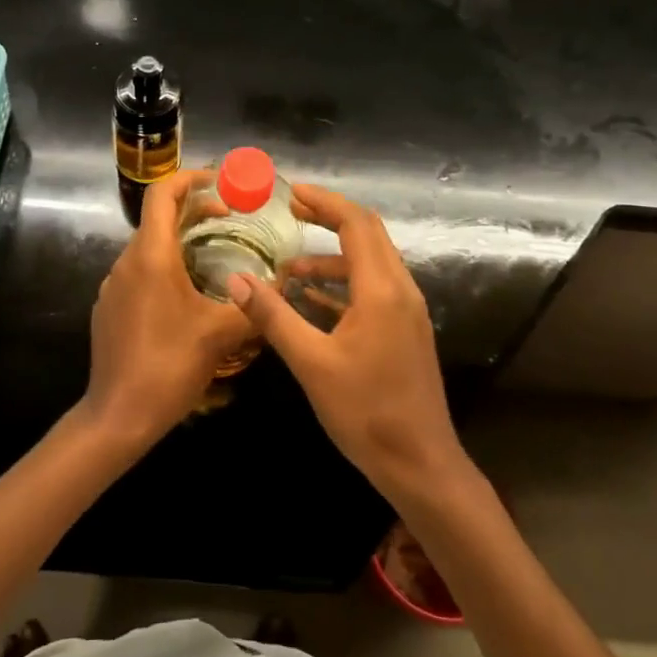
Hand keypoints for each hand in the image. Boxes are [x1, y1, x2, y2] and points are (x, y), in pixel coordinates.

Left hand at [84, 170, 257, 447]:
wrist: (118, 416)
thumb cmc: (170, 366)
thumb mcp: (221, 334)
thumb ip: (256, 306)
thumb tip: (284, 285)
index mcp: (151, 256)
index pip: (163, 194)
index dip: (191, 179)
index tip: (221, 183)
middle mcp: (127, 262)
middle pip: (158, 219)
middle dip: (194, 212)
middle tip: (230, 220)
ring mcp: (113, 286)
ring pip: (149, 248)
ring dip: (180, 242)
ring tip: (215, 258)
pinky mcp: (109, 308)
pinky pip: (139, 273)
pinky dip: (164, 268)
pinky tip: (187, 298)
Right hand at [226, 184, 468, 504]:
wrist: (421, 464)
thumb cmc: (366, 412)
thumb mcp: (311, 363)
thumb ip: (273, 317)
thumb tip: (236, 280)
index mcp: (382, 290)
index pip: (356, 223)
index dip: (324, 202)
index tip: (290, 192)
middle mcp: (401, 290)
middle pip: (368, 234)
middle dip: (329, 218)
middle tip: (290, 212)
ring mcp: (407, 311)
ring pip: (370, 263)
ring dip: (332, 256)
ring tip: (288, 266)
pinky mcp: (405, 331)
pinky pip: (373, 289)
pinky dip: (343, 283)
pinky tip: (311, 298)